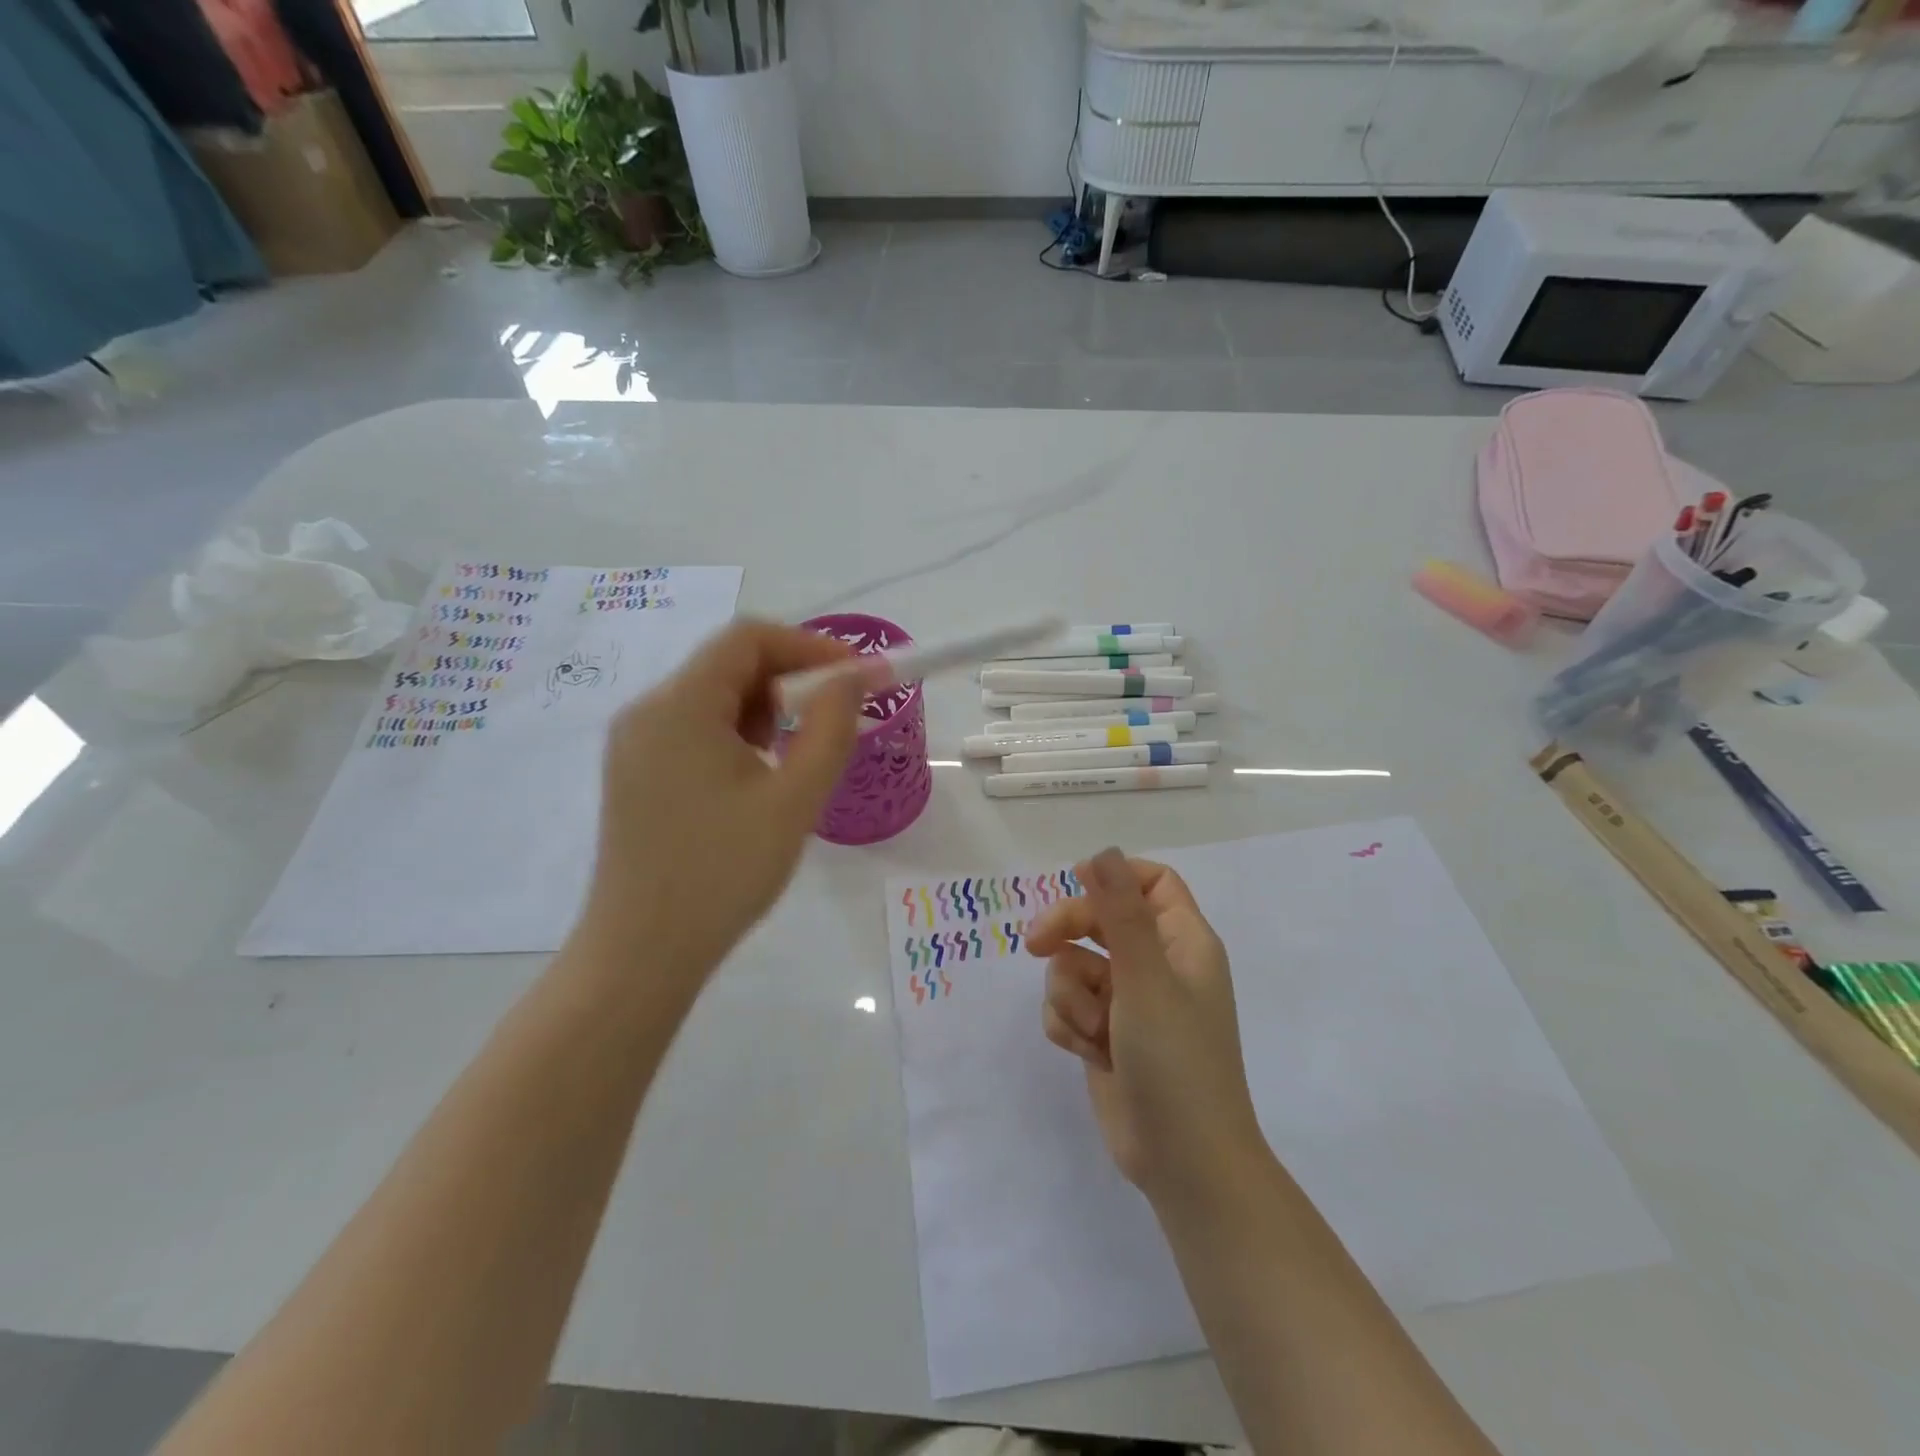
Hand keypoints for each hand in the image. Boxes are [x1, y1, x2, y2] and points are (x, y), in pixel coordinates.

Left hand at [576, 620, 880, 982]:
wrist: (643, 953)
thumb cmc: (723, 873)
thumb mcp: (794, 799)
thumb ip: (831, 728)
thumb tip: (854, 677)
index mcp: (679, 706)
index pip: (748, 638)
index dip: (810, 645)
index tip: (858, 675)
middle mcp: (648, 711)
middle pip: (729, 664)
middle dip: (792, 679)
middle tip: (839, 716)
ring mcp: (635, 743)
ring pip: (714, 697)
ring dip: (767, 709)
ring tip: (801, 754)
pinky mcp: (636, 772)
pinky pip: (695, 729)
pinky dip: (739, 734)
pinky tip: (761, 776)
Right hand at [1027, 848, 1264, 1200]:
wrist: (1184, 1163)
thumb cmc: (1176, 1061)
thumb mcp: (1146, 979)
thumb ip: (1120, 912)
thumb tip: (1102, 852)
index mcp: (1183, 942)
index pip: (1152, 882)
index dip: (1115, 877)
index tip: (1075, 881)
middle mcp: (1157, 965)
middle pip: (1101, 919)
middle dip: (1067, 931)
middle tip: (1035, 944)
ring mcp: (1129, 1002)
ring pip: (1075, 965)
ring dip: (1072, 995)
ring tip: (1094, 1031)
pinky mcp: (1105, 1034)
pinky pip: (1068, 1005)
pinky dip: (1070, 1024)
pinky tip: (1087, 1052)